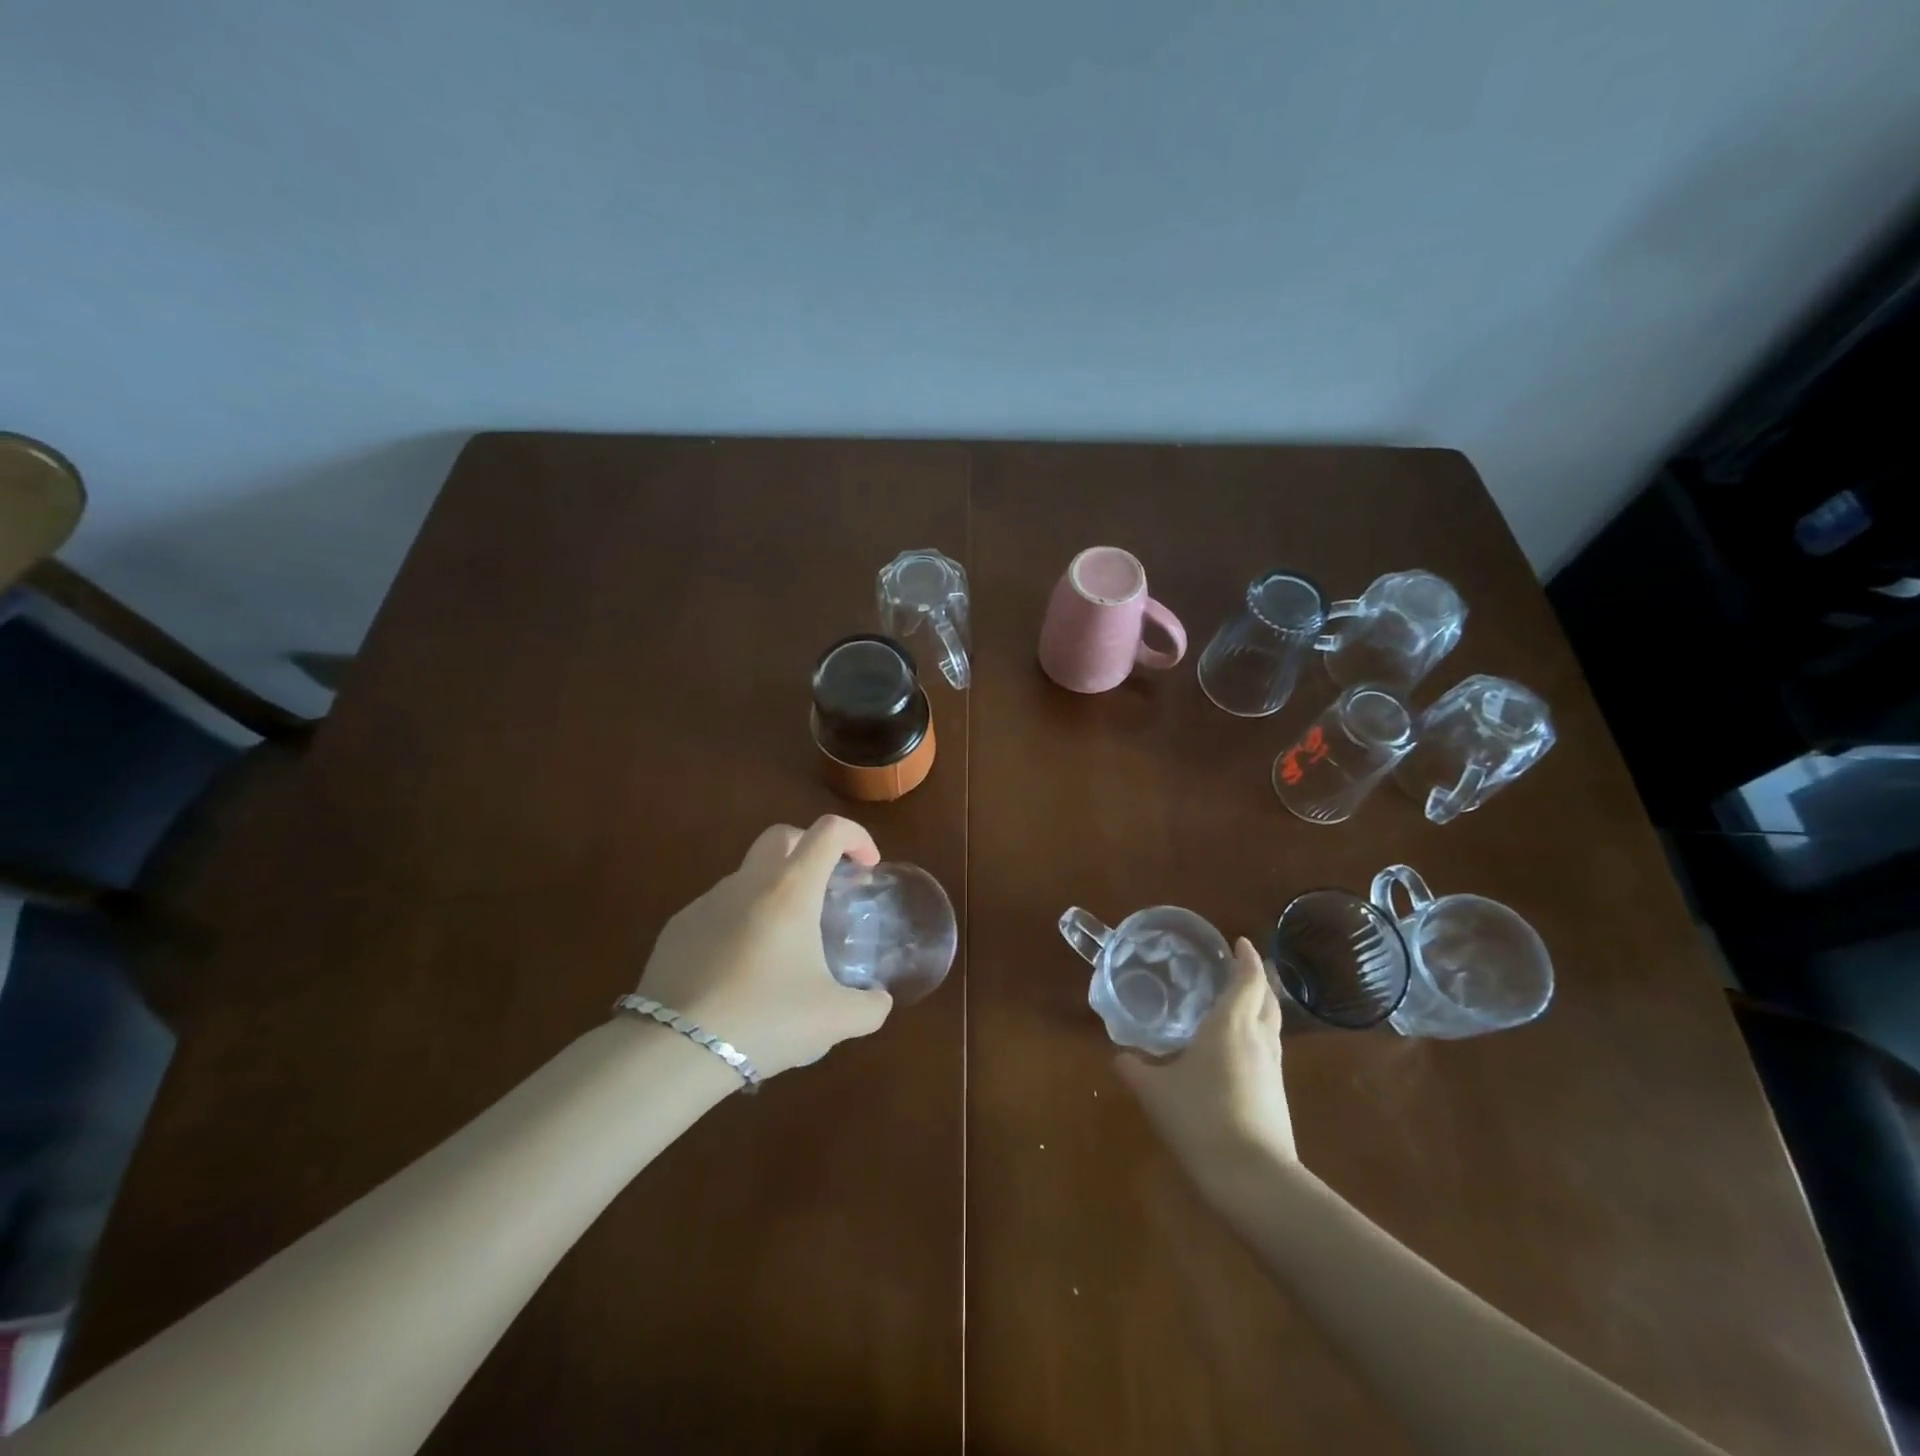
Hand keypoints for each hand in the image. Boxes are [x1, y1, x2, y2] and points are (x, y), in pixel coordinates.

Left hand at [636, 815, 892, 1076]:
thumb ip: (869, 1007)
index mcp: (790, 889)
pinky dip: (740, 922)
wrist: (674, 1050)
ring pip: (748, 875)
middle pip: (782, 836)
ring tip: (784, 944)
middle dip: (810, 848)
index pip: (829, 831)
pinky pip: (718, 910)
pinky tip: (742, 970)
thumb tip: (879, 1001)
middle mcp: (748, 883)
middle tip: (826, 888)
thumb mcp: (834, 1019)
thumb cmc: (765, 1020)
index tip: (867, 868)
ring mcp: (706, 902)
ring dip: (774, 892)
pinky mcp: (677, 928)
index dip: (856, 837)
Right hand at [1115, 938, 1297, 1191]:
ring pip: (1272, 1026)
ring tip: (1239, 1004)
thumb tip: (1118, 1057)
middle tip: (1241, 967)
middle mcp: (1257, 1040)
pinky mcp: (1277, 1097)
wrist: (1253, 1180)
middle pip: (1267, 999)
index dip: (1246, 958)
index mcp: (1229, 1025)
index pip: (1246, 980)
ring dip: (1260, 1008)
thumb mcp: (1155, 1093)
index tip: (1240, 942)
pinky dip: (1257, 1037)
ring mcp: (1272, 1070)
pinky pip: (1268, 1052)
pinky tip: (1237, 1052)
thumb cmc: (1200, 1119)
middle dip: (1258, 979)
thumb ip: (1135, 1070)